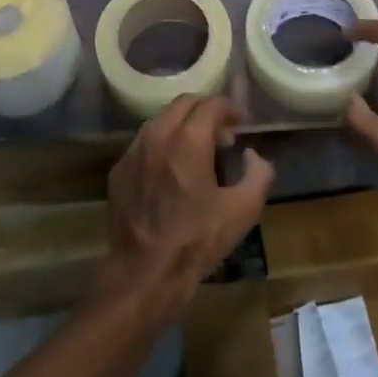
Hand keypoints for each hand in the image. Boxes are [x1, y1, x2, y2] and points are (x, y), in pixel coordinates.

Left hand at [99, 94, 273, 323]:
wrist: (145, 273)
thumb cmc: (197, 240)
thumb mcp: (243, 210)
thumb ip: (259, 173)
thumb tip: (252, 154)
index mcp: (189, 140)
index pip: (211, 104)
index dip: (230, 109)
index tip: (240, 124)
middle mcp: (157, 135)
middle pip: (184, 103)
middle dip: (206, 111)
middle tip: (222, 135)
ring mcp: (134, 151)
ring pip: (161, 120)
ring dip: (183, 125)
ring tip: (197, 151)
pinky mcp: (119, 170)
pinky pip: (143, 143)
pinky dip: (162, 144)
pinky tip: (170, 170)